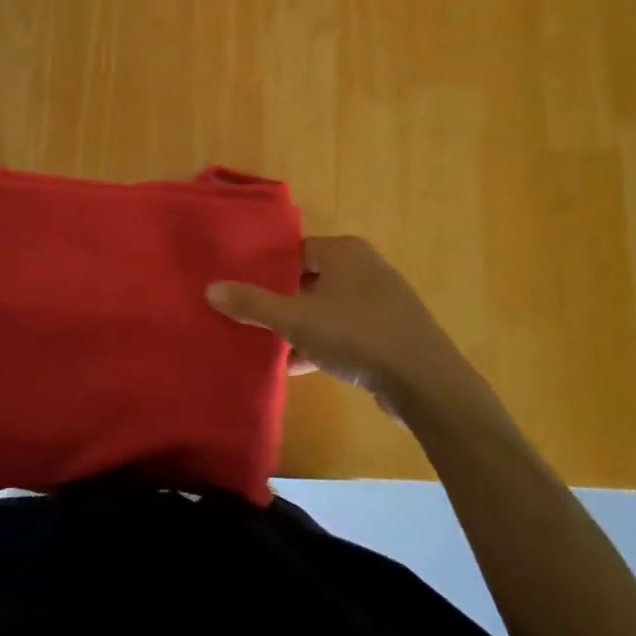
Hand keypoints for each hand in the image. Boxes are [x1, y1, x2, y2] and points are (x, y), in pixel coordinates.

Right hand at [206, 237, 477, 419]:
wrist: (426, 385)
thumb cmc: (358, 337)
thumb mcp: (297, 320)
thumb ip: (253, 303)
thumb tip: (210, 289)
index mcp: (344, 252)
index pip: (294, 250)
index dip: (266, 267)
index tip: (238, 285)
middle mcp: (364, 268)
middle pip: (308, 279)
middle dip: (279, 299)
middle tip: (246, 315)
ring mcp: (380, 301)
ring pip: (325, 307)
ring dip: (299, 326)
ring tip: (265, 343)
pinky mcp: (389, 333)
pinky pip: (344, 331)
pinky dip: (321, 344)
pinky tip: (296, 366)